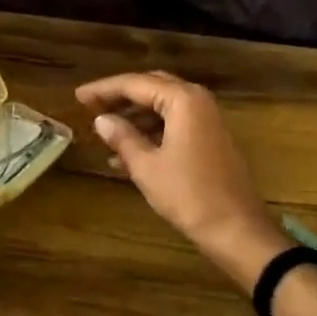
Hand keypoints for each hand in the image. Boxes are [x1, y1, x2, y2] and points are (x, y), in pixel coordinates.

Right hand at [76, 70, 288, 285]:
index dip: (103, 89)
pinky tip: (125, 155)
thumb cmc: (189, 195)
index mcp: (183, 100)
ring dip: (133, 117)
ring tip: (104, 132)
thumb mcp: (146, 166)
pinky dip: (149, 133)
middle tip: (90, 106)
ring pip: (162, 108)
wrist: (237, 231)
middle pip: (151, 88)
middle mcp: (197, 102)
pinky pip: (173, 125)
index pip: (135, 84)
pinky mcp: (210, 141)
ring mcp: (207, 121)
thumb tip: (101, 119)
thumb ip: (122, 137)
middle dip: (119, 97)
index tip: (78, 96)